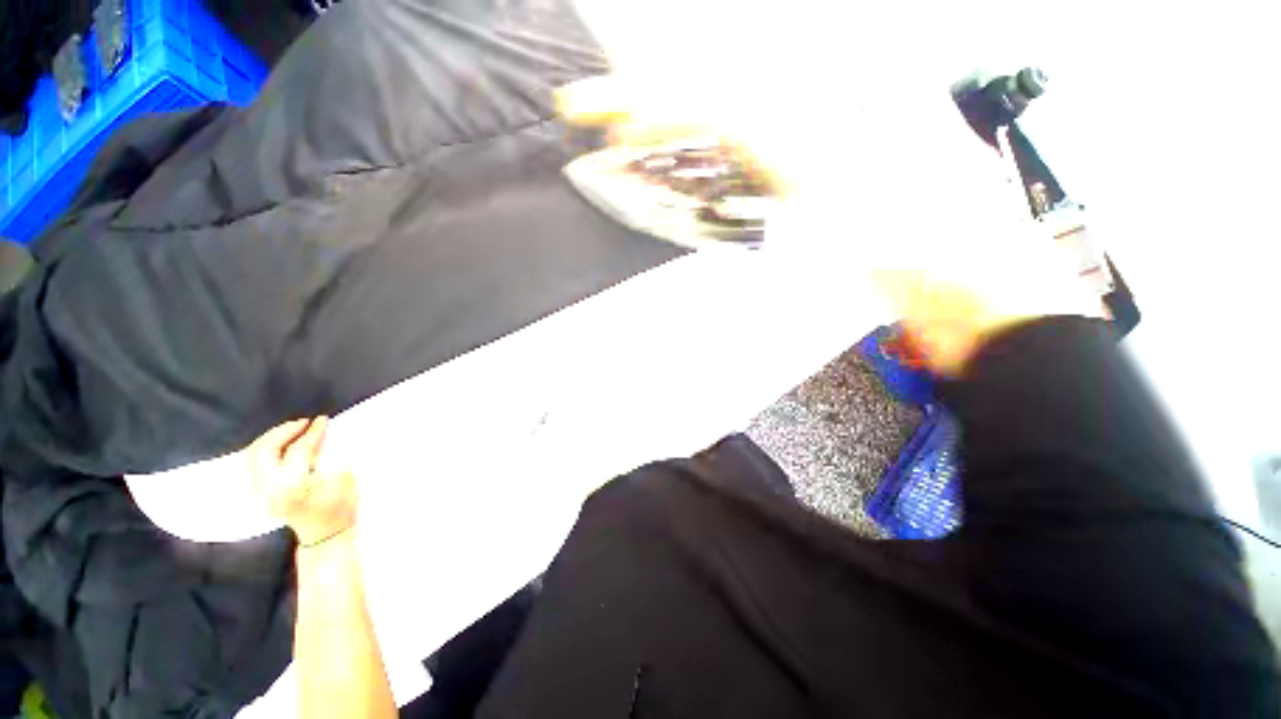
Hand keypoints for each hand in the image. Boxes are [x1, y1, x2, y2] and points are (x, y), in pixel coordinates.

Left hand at [248, 416, 356, 547]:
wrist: (324, 534)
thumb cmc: (340, 507)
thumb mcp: (343, 480)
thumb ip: (328, 457)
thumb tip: (319, 437)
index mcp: (294, 486)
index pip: (299, 451)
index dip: (312, 432)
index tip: (322, 420)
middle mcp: (270, 488)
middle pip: (265, 450)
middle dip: (284, 431)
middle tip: (304, 422)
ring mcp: (260, 492)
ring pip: (254, 455)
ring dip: (272, 437)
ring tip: (293, 429)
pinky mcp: (259, 492)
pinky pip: (253, 463)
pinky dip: (265, 448)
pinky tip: (282, 443)